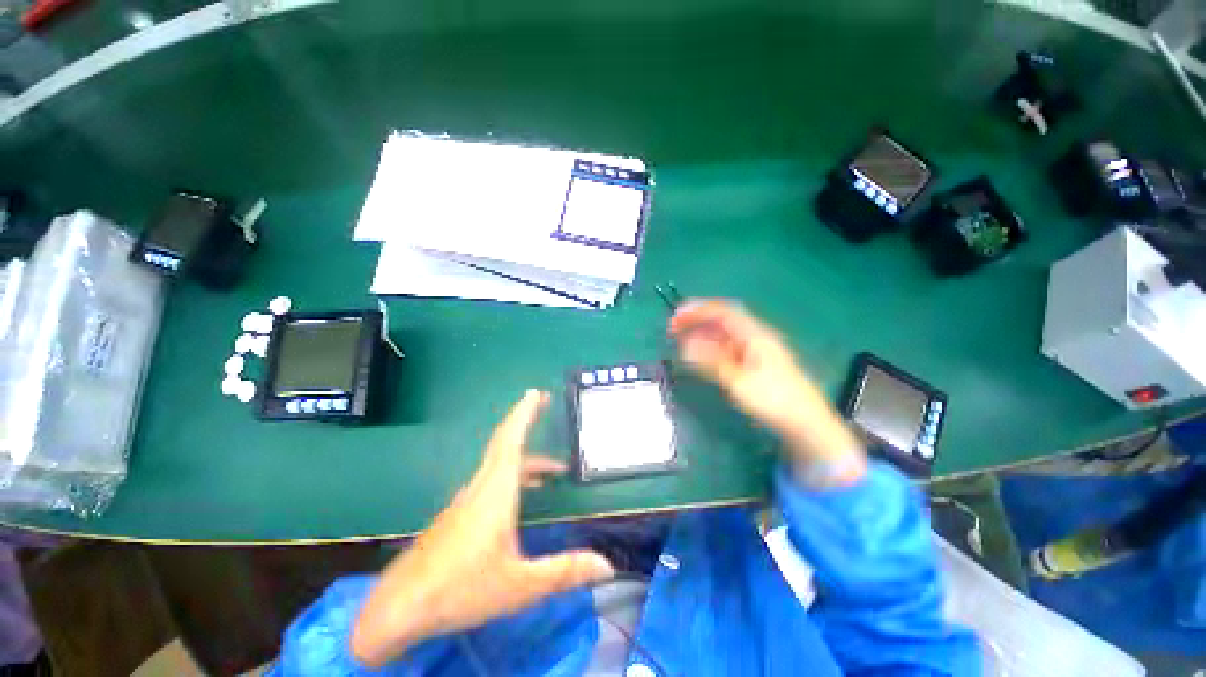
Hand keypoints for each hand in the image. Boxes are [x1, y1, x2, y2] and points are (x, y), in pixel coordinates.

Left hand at [350, 390, 614, 667]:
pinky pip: (489, 481)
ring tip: (553, 473)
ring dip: (525, 460)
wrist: (399, 608)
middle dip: (524, 420)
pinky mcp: (457, 515)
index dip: (524, 414)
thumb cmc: (461, 590)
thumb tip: (607, 566)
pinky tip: (519, 500)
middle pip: (504, 444)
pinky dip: (511, 476)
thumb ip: (564, 572)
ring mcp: (465, 501)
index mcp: (496, 493)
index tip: (535, 393)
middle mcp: (480, 488)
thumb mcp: (520, 585)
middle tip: (543, 404)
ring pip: (498, 465)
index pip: (511, 441)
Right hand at [669, 300, 864, 475]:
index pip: (722, 312)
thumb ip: (711, 361)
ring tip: (681, 341)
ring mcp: (756, 351)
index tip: (675, 318)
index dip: (697, 310)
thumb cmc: (774, 400)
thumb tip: (686, 345)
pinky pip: (728, 349)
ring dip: (702, 334)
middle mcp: (755, 337)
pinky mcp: (755, 365)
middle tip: (673, 329)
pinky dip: (711, 348)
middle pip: (722, 320)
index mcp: (755, 335)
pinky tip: (700, 356)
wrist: (806, 425)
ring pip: (724, 334)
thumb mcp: (739, 381)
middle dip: (697, 320)